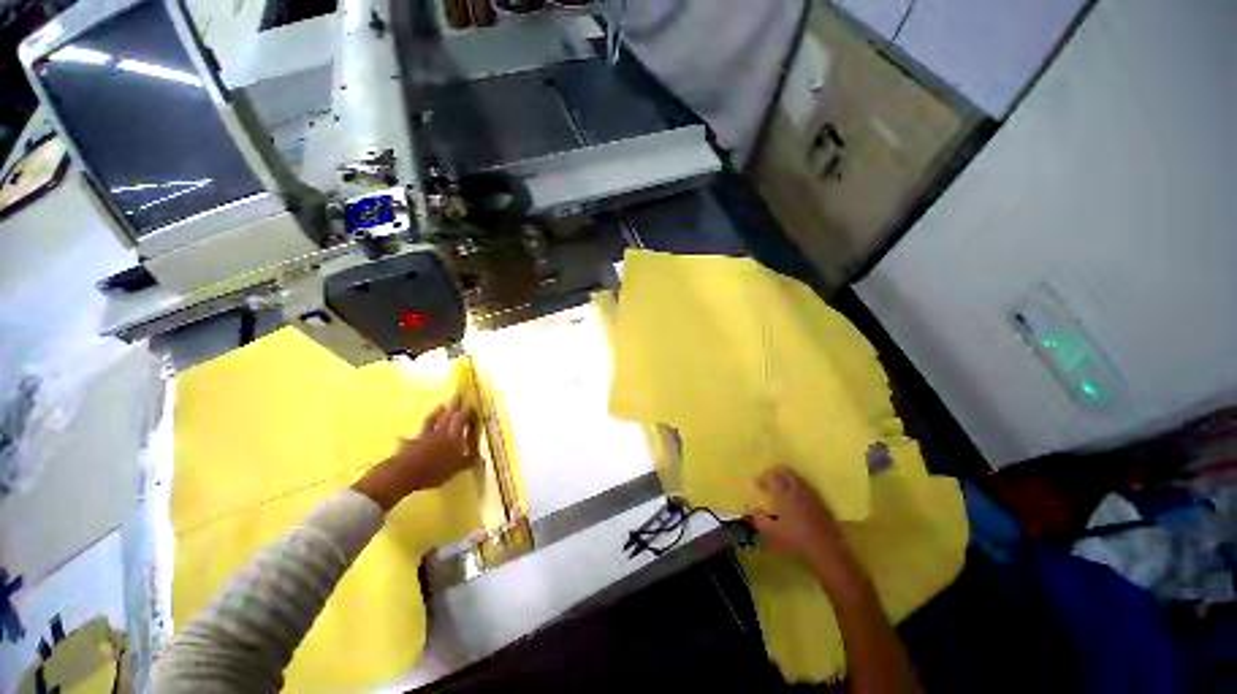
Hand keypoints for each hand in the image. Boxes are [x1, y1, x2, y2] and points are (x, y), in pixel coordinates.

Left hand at [353, 396, 478, 509]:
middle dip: (453, 405)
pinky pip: (409, 439)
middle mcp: (439, 433)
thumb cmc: (436, 469)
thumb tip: (481, 460)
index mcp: (453, 436)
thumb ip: (468, 461)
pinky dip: (408, 438)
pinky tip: (403, 437)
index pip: (461, 419)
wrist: (406, 473)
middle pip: (447, 415)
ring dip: (435, 413)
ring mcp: (423, 437)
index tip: (471, 404)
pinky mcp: (409, 445)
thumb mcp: (457, 467)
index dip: (466, 411)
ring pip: (431, 421)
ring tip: (440, 405)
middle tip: (457, 395)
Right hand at [750, 466, 870, 597]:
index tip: (757, 484)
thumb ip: (759, 519)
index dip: (762, 477)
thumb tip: (753, 511)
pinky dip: (797, 488)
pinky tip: (795, 501)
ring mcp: (811, 494)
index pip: (771, 476)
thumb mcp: (772, 532)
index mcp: (785, 492)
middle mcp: (798, 488)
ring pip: (797, 478)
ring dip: (787, 479)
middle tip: (768, 482)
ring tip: (780, 490)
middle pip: (785, 471)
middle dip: (774, 473)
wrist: (826, 550)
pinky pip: (806, 487)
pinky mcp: (821, 502)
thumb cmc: (795, 539)